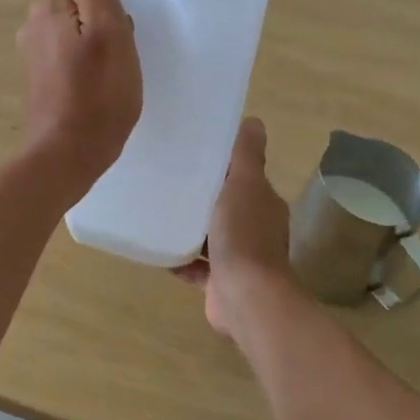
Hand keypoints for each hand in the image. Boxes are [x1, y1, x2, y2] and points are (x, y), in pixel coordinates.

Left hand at [17, 0, 140, 195]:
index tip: (119, 43)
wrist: (67, 153)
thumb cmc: (97, 94)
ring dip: (94, 55)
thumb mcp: (110, 33)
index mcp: (48, 8)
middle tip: (115, 66)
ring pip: (78, 39)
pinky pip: (69, 63)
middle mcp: (33, 26)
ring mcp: (32, 55)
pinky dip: (82, 74)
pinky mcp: (37, 82)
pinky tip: (91, 97)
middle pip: (84, 13)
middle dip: (102, 33)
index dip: (113, 15)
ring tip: (105, 84)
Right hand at [174, 118, 298, 337]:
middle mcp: (255, 229)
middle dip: (202, 196)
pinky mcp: (221, 283)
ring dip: (190, 228)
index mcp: (263, 204)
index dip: (221, 165)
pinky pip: (196, 267)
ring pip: (210, 237)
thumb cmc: (244, 236)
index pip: (242, 177)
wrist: (246, 298)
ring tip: (158, 211)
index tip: (192, 152)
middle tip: (168, 179)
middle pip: (225, 206)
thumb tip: (254, 121)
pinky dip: (180, 260)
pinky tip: (157, 250)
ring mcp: (239, 259)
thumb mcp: (245, 184)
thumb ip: (247, 154)